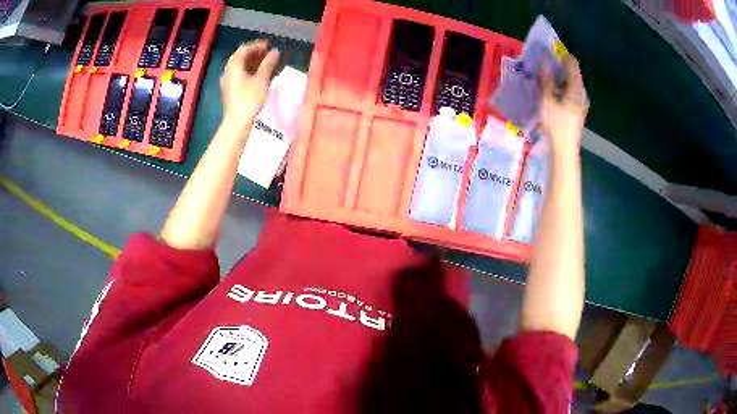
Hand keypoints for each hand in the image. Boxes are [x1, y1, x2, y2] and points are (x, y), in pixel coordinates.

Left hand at [220, 40, 279, 127]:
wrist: (237, 123)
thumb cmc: (249, 100)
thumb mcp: (261, 80)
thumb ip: (268, 64)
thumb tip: (275, 52)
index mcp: (234, 66)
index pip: (244, 49)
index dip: (256, 45)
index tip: (268, 45)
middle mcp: (229, 71)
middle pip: (240, 57)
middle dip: (254, 52)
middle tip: (267, 52)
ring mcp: (228, 81)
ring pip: (239, 66)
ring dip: (252, 61)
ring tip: (265, 62)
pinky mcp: (230, 90)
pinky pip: (239, 74)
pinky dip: (249, 70)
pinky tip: (258, 74)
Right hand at [539, 55, 588, 151]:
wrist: (565, 149)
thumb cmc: (556, 124)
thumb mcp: (547, 100)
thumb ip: (546, 79)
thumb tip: (544, 60)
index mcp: (576, 88)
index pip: (572, 64)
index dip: (562, 55)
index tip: (550, 52)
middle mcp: (581, 93)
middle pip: (572, 73)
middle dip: (559, 67)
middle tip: (545, 66)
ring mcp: (581, 102)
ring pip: (572, 83)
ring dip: (560, 78)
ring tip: (547, 80)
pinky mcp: (579, 110)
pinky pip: (571, 92)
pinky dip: (562, 88)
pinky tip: (553, 94)